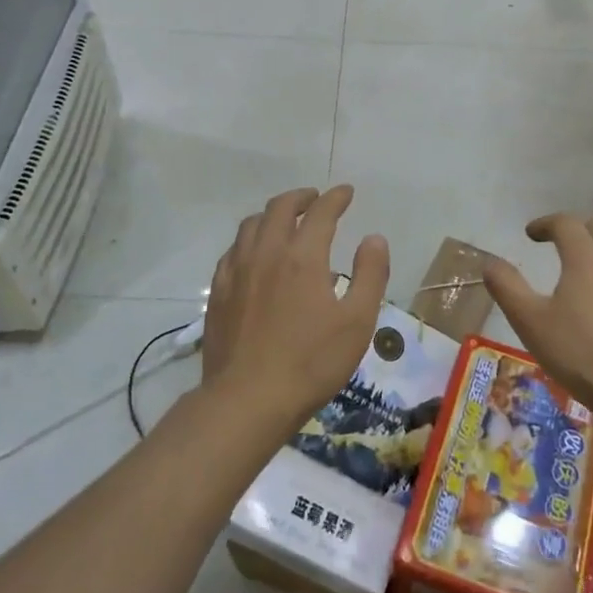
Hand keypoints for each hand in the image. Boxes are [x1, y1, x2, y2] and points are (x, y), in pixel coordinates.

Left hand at [202, 187, 388, 431]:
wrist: (247, 400)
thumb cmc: (311, 362)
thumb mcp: (358, 322)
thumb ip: (370, 274)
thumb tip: (373, 238)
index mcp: (302, 256)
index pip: (320, 212)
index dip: (336, 198)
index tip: (346, 192)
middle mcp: (266, 253)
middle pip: (280, 208)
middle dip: (301, 197)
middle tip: (315, 199)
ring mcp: (237, 271)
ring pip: (251, 224)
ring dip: (272, 214)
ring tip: (285, 221)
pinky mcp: (218, 292)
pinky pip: (233, 250)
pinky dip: (249, 239)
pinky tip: (254, 253)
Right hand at [483, 215, 592, 427]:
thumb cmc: (583, 356)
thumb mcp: (531, 324)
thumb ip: (508, 288)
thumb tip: (490, 262)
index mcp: (586, 258)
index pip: (565, 223)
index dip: (545, 223)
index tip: (531, 234)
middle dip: (576, 230)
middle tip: (560, 245)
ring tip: (589, 269)